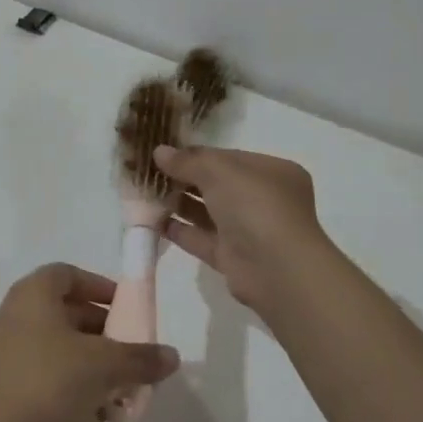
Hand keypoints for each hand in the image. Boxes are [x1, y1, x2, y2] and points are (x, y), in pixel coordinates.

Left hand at [0, 265, 179, 421]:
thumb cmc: (50, 379)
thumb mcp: (104, 365)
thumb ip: (140, 358)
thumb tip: (173, 356)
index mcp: (36, 293)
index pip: (70, 274)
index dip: (100, 286)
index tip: (126, 308)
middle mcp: (21, 314)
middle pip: (71, 312)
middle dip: (106, 332)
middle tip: (134, 351)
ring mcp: (14, 350)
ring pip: (64, 347)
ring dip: (96, 364)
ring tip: (126, 386)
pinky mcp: (14, 384)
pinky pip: (53, 375)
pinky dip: (78, 386)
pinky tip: (104, 412)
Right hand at [155, 144, 342, 313]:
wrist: (277, 269)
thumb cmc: (255, 206)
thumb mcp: (219, 171)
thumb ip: (187, 160)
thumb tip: (159, 151)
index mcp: (272, 172)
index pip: (230, 158)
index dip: (197, 154)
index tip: (166, 153)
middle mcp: (264, 200)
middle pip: (218, 184)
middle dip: (185, 178)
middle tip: (150, 173)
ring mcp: (250, 231)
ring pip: (208, 212)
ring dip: (179, 203)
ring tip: (145, 194)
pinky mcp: (234, 258)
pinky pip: (202, 239)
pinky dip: (180, 230)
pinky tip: (153, 221)